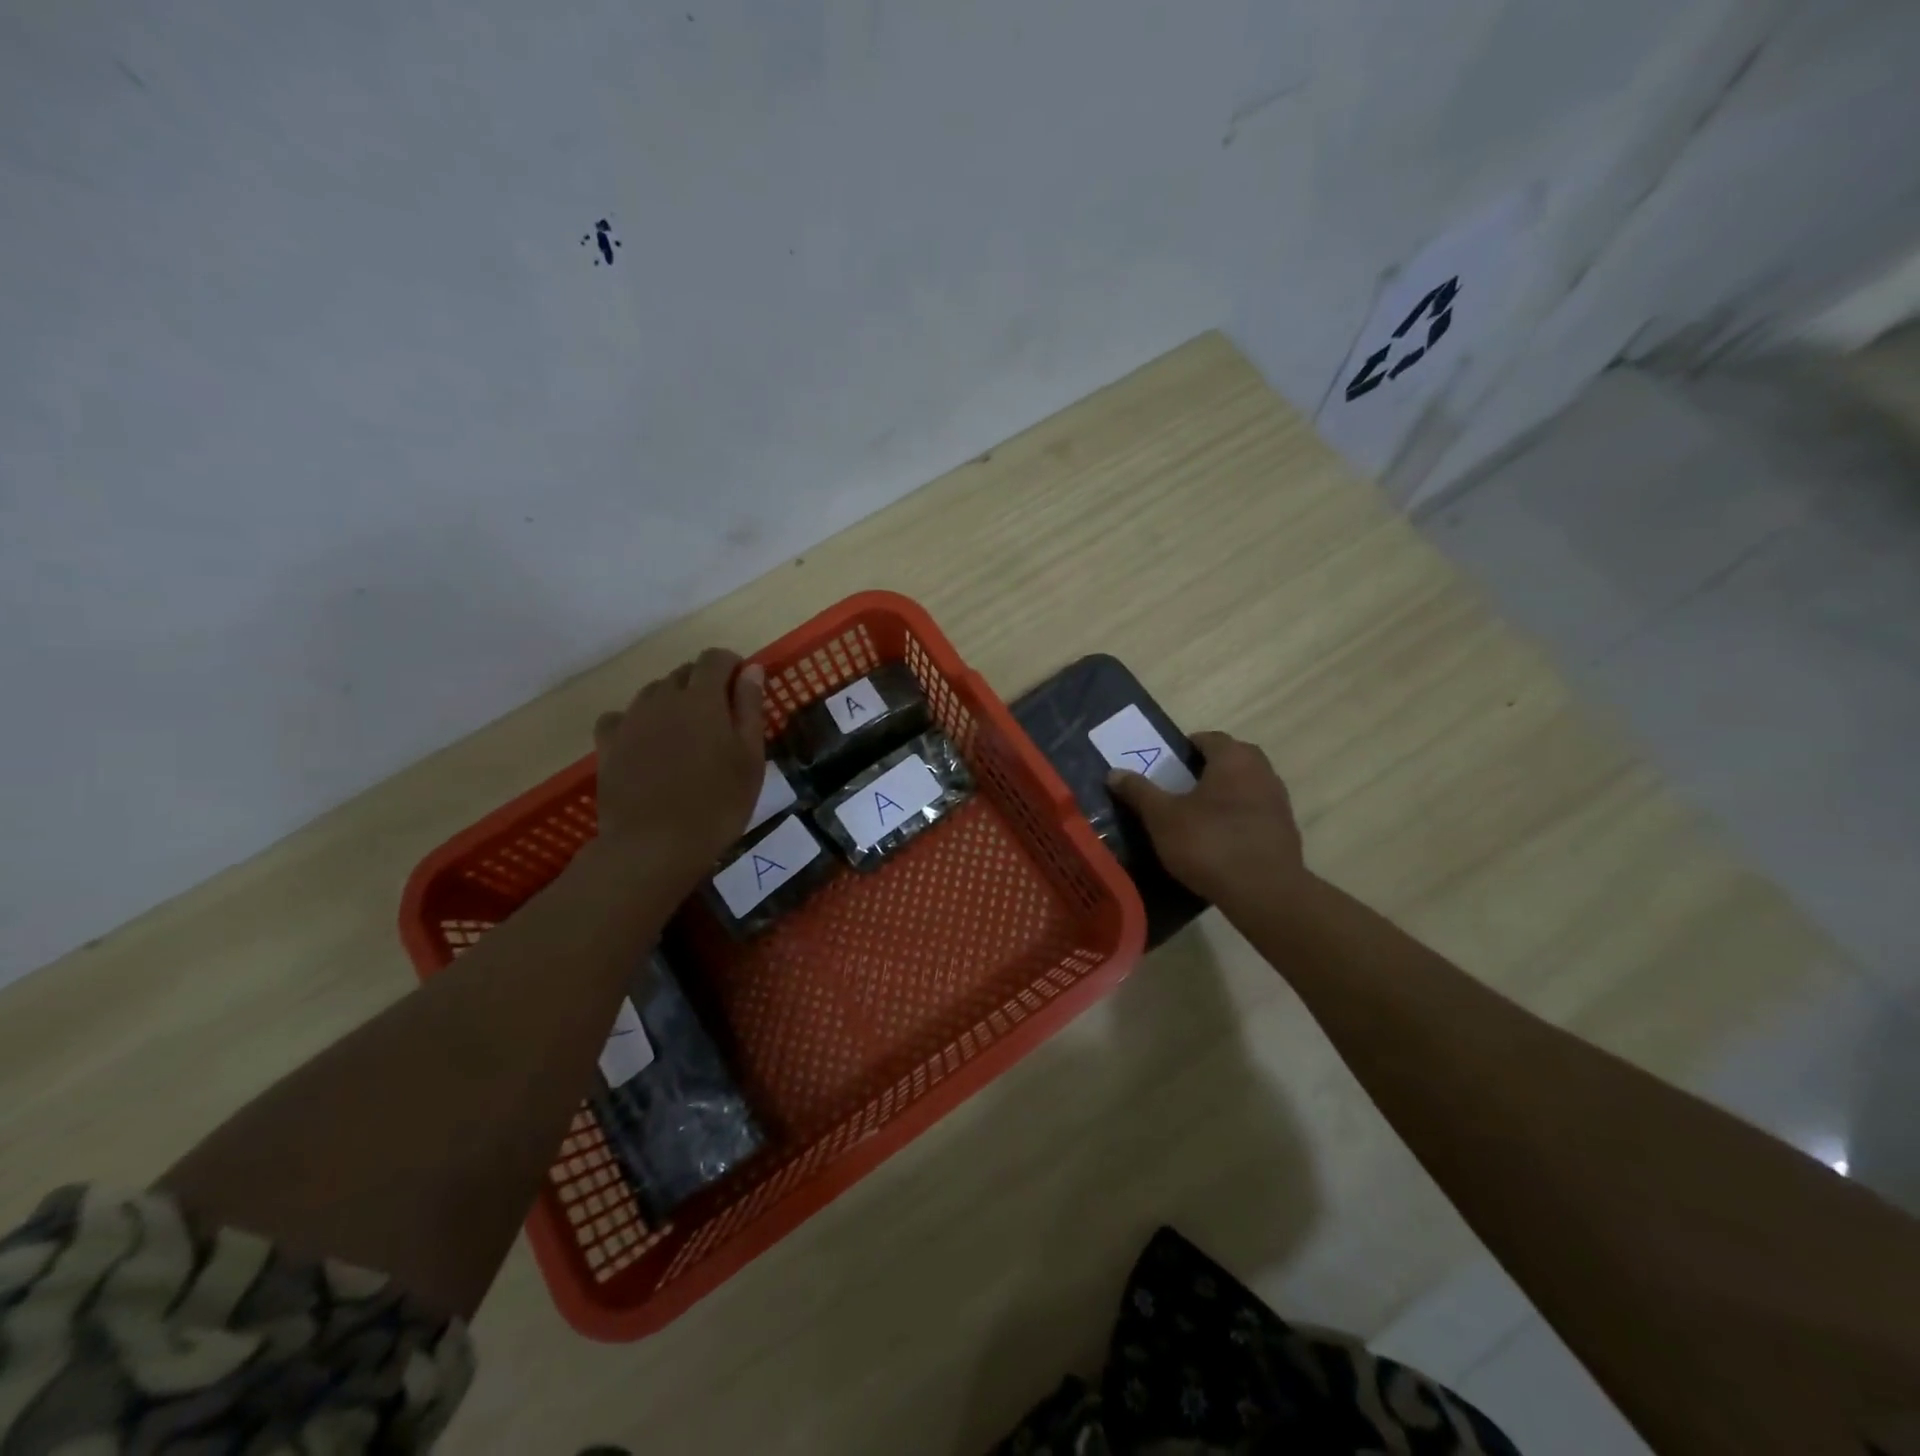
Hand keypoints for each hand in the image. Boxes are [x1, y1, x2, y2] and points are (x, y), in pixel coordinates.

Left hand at [591, 648, 766, 890]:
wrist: (653, 845)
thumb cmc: (717, 804)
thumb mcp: (750, 758)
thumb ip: (749, 708)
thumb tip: (750, 669)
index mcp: (703, 698)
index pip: (716, 658)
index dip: (732, 666)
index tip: (744, 688)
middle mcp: (663, 697)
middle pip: (685, 672)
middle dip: (705, 684)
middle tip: (721, 720)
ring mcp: (631, 719)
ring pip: (654, 692)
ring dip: (673, 701)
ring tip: (687, 736)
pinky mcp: (607, 744)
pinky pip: (622, 717)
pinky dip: (638, 722)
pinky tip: (646, 745)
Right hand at [1108, 731, 1308, 909]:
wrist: (1264, 892)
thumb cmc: (1209, 843)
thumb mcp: (1162, 817)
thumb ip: (1139, 791)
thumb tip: (1113, 772)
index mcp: (1233, 758)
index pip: (1207, 738)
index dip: (1184, 749)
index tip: (1166, 767)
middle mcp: (1262, 770)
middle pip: (1230, 760)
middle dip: (1205, 770)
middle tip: (1178, 789)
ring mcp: (1278, 800)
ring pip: (1245, 786)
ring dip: (1223, 794)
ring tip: (1196, 816)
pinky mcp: (1285, 830)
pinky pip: (1255, 813)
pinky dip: (1237, 818)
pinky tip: (1218, 840)